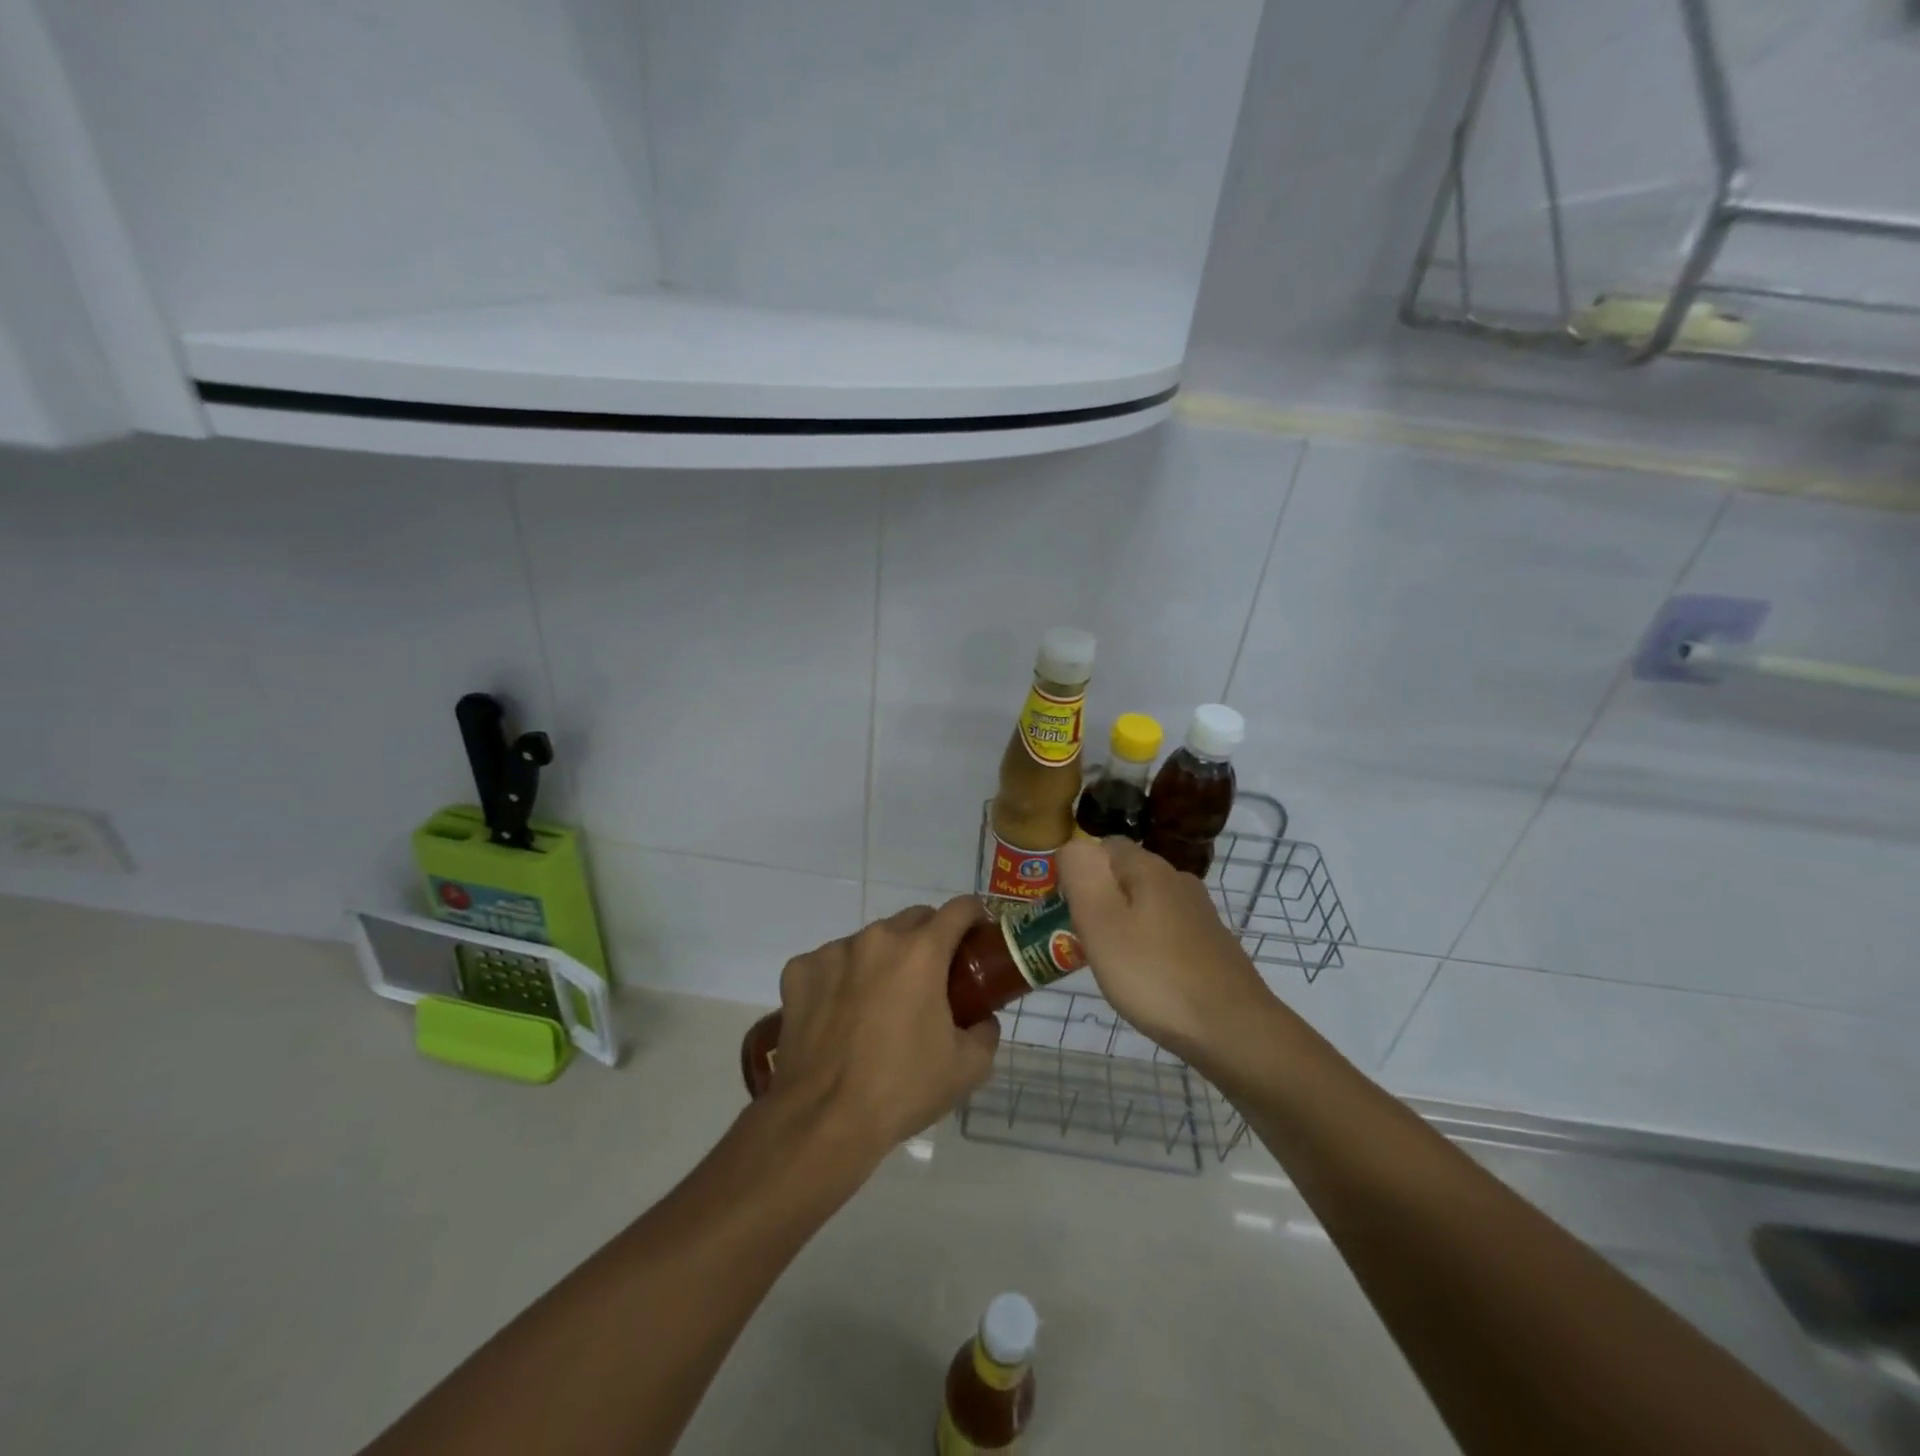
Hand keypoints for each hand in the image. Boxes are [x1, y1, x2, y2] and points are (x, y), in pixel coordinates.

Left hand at [767, 897, 1001, 1160]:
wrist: (823, 1120)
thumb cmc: (902, 1089)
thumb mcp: (968, 1068)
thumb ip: (985, 1031)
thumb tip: (981, 1018)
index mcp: (922, 952)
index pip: (959, 909)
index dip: (975, 916)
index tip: (979, 936)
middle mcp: (877, 939)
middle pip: (914, 919)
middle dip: (930, 938)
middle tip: (934, 977)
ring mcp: (833, 951)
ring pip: (870, 940)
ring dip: (883, 959)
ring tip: (881, 1002)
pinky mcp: (799, 971)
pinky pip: (830, 962)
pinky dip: (841, 977)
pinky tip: (840, 1014)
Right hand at [1057, 837, 1274, 1059]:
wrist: (1233, 1030)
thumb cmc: (1155, 975)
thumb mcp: (1101, 924)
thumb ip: (1081, 877)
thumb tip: (1072, 847)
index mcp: (1150, 869)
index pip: (1106, 845)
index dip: (1081, 868)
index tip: (1066, 905)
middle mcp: (1179, 881)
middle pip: (1128, 875)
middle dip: (1101, 899)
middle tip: (1082, 938)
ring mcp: (1200, 914)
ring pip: (1148, 905)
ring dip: (1125, 924)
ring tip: (1110, 962)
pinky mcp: (1213, 945)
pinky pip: (1168, 932)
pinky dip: (1150, 946)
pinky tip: (1146, 978)